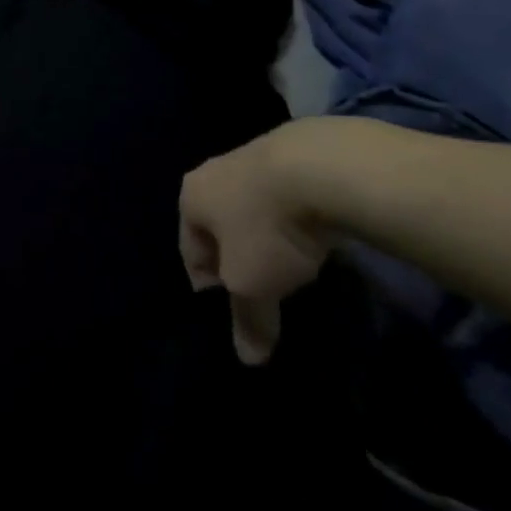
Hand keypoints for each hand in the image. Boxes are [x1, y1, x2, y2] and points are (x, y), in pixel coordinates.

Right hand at [179, 121, 337, 364]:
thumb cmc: (267, 226)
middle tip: (265, 288)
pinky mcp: (287, 153)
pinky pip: (281, 197)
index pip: (190, 253)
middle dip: (238, 258)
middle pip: (219, 228)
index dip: (211, 289)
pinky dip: (291, 218)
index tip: (237, 311)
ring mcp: (248, 157)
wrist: (320, 167)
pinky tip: (313, 235)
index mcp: (190, 198)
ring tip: (294, 264)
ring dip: (266, 237)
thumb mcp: (253, 285)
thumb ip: (248, 320)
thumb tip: (248, 358)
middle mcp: (210, 173)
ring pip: (250, 210)